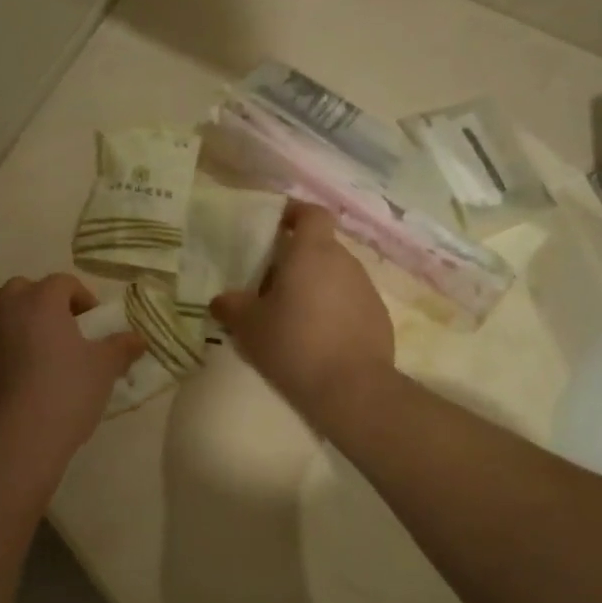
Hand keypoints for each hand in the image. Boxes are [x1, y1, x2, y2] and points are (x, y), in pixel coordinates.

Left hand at [0, 275, 144, 459]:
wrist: (21, 437)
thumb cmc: (68, 393)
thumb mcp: (105, 368)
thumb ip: (122, 347)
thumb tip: (139, 338)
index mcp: (42, 300)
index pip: (63, 282)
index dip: (81, 297)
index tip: (92, 322)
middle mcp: (6, 306)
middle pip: (21, 288)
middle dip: (39, 300)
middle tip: (57, 327)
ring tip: (16, 334)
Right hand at [209, 204, 394, 422]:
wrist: (352, 389)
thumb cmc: (294, 344)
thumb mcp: (249, 326)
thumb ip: (232, 306)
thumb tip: (221, 300)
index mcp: (312, 252)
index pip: (311, 213)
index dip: (295, 213)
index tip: (277, 226)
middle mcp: (345, 261)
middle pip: (321, 247)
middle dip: (298, 259)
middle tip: (272, 284)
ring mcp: (367, 289)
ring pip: (336, 275)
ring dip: (317, 286)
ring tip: (294, 315)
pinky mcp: (380, 317)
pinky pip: (351, 302)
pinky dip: (335, 310)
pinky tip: (320, 339)